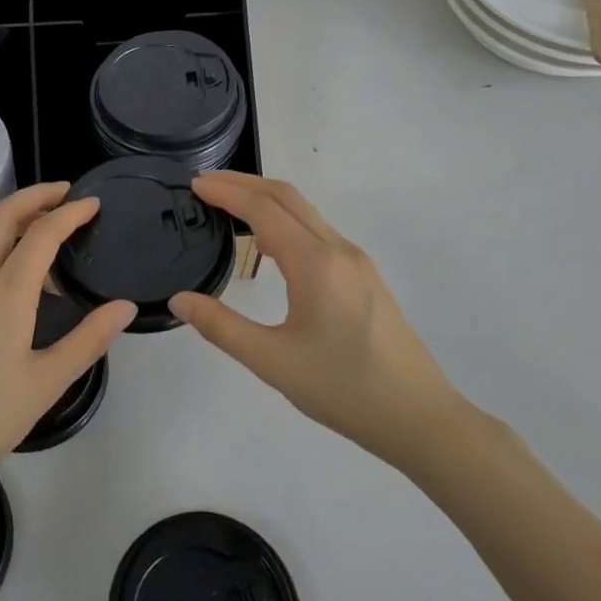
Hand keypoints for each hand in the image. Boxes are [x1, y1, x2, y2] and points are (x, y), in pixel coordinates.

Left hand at [0, 183, 135, 503]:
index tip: (95, 203)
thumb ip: (89, 340)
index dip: (71, 212)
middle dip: (36, 195)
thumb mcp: (46, 383)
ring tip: (44, 223)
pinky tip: (11, 265)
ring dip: (13, 214)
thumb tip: (125, 306)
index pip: (42, 232)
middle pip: (3, 215)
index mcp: (5, 293)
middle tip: (67, 194)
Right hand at [169, 171, 460, 464]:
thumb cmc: (343, 390)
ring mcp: (357, 261)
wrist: (420, 417)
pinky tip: (269, 241)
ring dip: (266, 199)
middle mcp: (339, 250)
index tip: (194, 183)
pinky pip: (318, 231)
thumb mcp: (272, 362)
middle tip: (206, 184)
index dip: (227, 191)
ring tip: (229, 206)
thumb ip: (221, 328)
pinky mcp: (365, 276)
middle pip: (287, 197)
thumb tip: (180, 300)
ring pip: (306, 212)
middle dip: (244, 183)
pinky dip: (285, 219)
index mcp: (316, 264)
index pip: (264, 209)